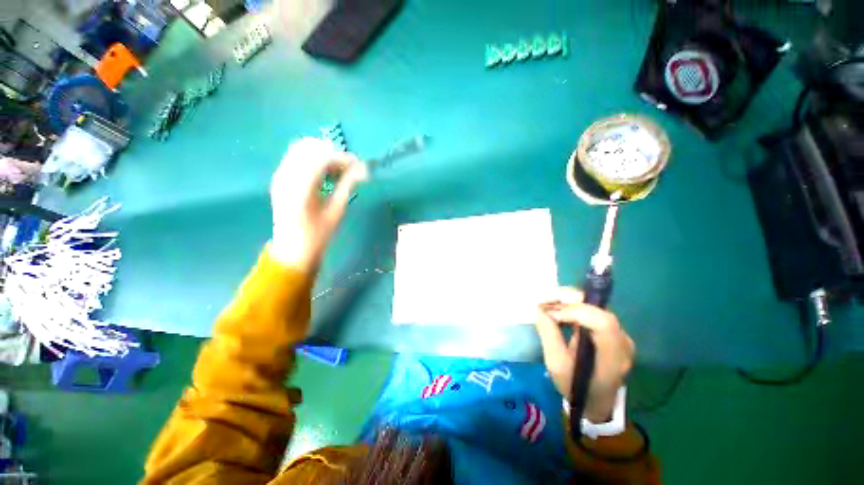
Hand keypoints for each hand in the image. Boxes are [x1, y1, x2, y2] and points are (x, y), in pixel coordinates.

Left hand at [270, 138, 367, 270]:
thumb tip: (362, 170)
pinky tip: (323, 172)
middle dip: (332, 153)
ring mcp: (280, 176)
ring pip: (301, 149)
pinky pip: (295, 157)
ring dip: (322, 154)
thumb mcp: (336, 211)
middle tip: (349, 168)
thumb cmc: (318, 234)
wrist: (292, 248)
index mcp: (301, 188)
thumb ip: (347, 186)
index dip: (343, 158)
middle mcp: (287, 176)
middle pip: (310, 148)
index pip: (322, 158)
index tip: (360, 166)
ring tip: (337, 170)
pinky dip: (312, 159)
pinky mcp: (279, 178)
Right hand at [535, 287, 634, 421]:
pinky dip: (573, 307)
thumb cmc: (575, 386)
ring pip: (595, 306)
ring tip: (549, 304)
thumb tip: (541, 309)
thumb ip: (549, 335)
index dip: (575, 311)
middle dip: (569, 300)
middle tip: (546, 301)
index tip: (551, 313)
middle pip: (598, 309)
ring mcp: (620, 335)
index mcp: (613, 355)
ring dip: (569, 301)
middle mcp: (622, 341)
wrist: (595, 401)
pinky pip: (592, 311)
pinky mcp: (612, 331)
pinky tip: (559, 310)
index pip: (602, 322)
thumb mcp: (557, 365)